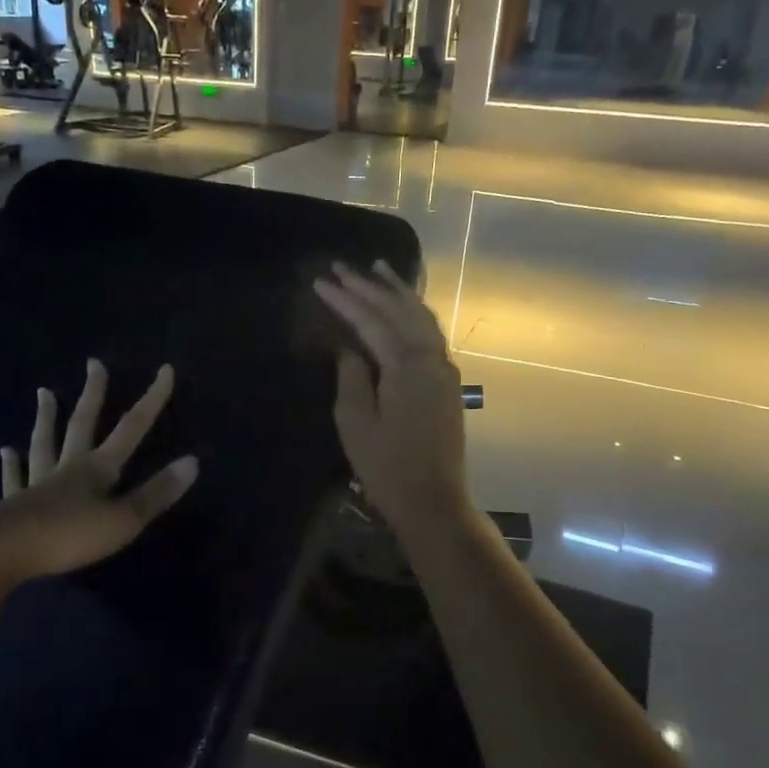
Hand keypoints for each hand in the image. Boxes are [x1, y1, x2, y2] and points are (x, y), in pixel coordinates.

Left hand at [0, 359, 198, 581]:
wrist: (4, 550)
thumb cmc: (70, 535)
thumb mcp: (123, 519)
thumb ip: (156, 493)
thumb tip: (193, 461)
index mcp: (98, 469)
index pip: (131, 428)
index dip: (151, 400)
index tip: (165, 370)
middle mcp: (68, 467)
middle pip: (83, 424)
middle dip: (94, 394)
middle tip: (94, 364)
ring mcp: (38, 482)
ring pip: (45, 443)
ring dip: (47, 418)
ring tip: (44, 393)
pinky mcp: (14, 503)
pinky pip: (15, 478)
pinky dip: (13, 464)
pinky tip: (6, 452)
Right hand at [313, 261, 470, 538]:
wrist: (433, 501)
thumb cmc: (387, 467)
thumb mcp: (355, 423)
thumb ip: (352, 377)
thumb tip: (350, 348)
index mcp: (407, 367)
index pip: (371, 321)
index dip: (344, 300)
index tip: (320, 282)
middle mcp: (432, 359)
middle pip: (400, 311)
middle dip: (370, 286)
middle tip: (342, 266)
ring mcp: (444, 370)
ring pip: (422, 317)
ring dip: (398, 292)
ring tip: (378, 269)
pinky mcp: (448, 383)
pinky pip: (430, 333)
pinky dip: (414, 313)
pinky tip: (403, 307)